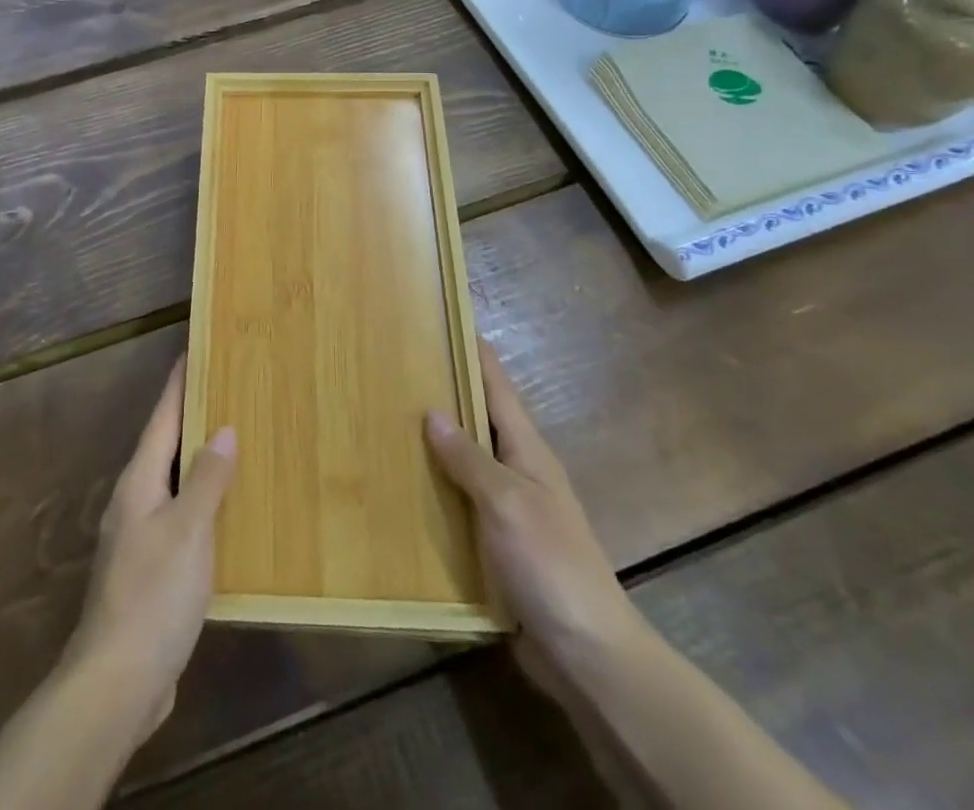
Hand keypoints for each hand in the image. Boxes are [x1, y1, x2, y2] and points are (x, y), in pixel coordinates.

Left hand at [62, 356, 235, 747]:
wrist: (117, 681)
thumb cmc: (153, 594)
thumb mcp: (188, 530)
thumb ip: (206, 479)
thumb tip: (224, 429)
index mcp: (139, 482)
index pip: (162, 418)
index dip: (177, 384)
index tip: (192, 350)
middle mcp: (134, 501)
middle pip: (166, 446)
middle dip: (192, 418)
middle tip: (227, 391)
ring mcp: (139, 537)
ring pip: (173, 483)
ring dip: (199, 461)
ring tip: (234, 442)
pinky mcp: (150, 571)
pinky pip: (180, 518)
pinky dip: (202, 502)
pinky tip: (226, 513)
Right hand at [425, 339, 641, 694]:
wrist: (587, 654)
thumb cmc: (550, 564)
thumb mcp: (506, 502)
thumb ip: (469, 457)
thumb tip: (432, 411)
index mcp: (527, 450)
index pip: (496, 385)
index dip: (473, 350)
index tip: (443, 318)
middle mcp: (518, 471)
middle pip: (478, 418)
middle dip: (443, 390)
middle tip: (396, 367)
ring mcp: (509, 509)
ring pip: (465, 461)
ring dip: (434, 442)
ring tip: (386, 420)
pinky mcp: (497, 544)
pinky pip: (459, 502)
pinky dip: (435, 488)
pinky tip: (402, 488)